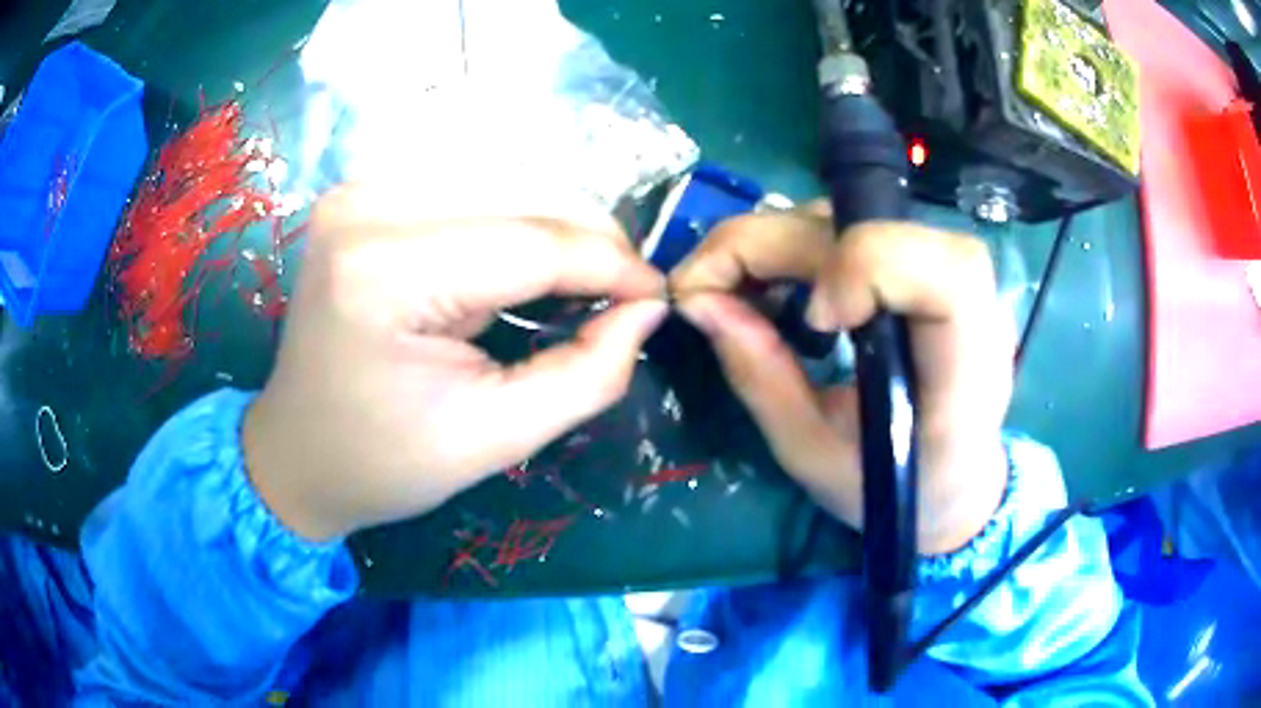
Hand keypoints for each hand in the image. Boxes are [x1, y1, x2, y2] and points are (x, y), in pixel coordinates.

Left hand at [243, 186, 666, 540]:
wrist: (297, 452)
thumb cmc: (383, 462)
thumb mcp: (494, 438)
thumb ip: (587, 374)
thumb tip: (648, 309)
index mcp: (385, 272)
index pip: (531, 242)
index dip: (610, 265)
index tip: (659, 296)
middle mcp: (367, 206)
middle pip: (521, 192)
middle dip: (589, 239)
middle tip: (625, 294)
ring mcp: (360, 190)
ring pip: (503, 178)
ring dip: (556, 226)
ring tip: (582, 282)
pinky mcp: (364, 194)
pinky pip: (468, 187)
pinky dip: (516, 218)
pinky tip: (528, 263)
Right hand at [670, 206, 1012, 553]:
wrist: (951, 477)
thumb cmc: (889, 487)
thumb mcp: (815, 454)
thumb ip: (762, 379)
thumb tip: (698, 302)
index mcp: (966, 374)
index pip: (946, 275)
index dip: (868, 269)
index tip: (814, 320)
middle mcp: (972, 307)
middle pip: (880, 229)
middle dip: (775, 244)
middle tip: (701, 286)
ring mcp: (949, 275)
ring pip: (858, 215)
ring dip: (777, 239)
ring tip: (728, 285)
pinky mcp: (922, 263)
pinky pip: (852, 225)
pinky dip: (793, 241)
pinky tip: (766, 279)